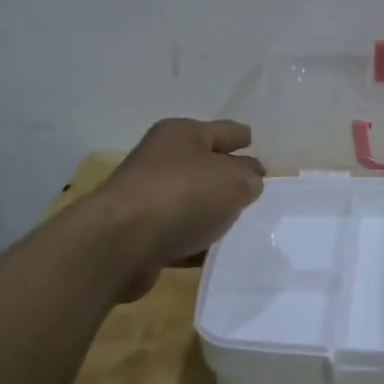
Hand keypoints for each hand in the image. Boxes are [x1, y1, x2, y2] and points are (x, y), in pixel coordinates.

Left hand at [90, 118, 265, 300]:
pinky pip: (181, 234)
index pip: (226, 131)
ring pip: (193, 202)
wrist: (120, 243)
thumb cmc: (182, 195)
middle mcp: (162, 160)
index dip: (246, 139)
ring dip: (214, 212)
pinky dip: (198, 241)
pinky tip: (219, 252)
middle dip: (231, 177)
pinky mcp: (142, 234)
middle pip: (206, 165)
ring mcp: (149, 197)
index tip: (262, 150)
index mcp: (182, 134)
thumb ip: (249, 178)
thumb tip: (247, 182)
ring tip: (245, 225)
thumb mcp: (233, 180)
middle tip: (261, 191)